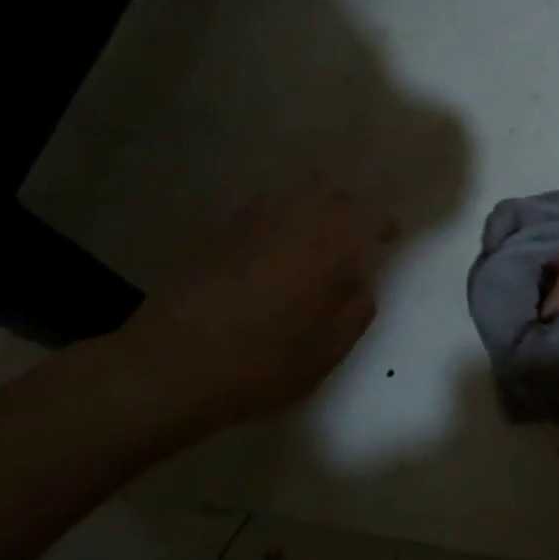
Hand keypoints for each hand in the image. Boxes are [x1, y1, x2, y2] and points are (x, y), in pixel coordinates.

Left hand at [105, 175, 392, 431]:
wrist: (169, 367)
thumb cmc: (262, 363)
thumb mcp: (328, 351)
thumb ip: (357, 310)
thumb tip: (363, 283)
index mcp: (330, 248)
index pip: (370, 216)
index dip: (384, 224)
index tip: (389, 239)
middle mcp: (294, 222)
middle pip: (331, 192)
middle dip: (348, 209)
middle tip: (350, 239)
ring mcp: (251, 223)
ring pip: (292, 193)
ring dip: (311, 208)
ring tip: (311, 240)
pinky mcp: (217, 234)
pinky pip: (259, 210)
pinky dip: (276, 220)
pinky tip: (270, 252)